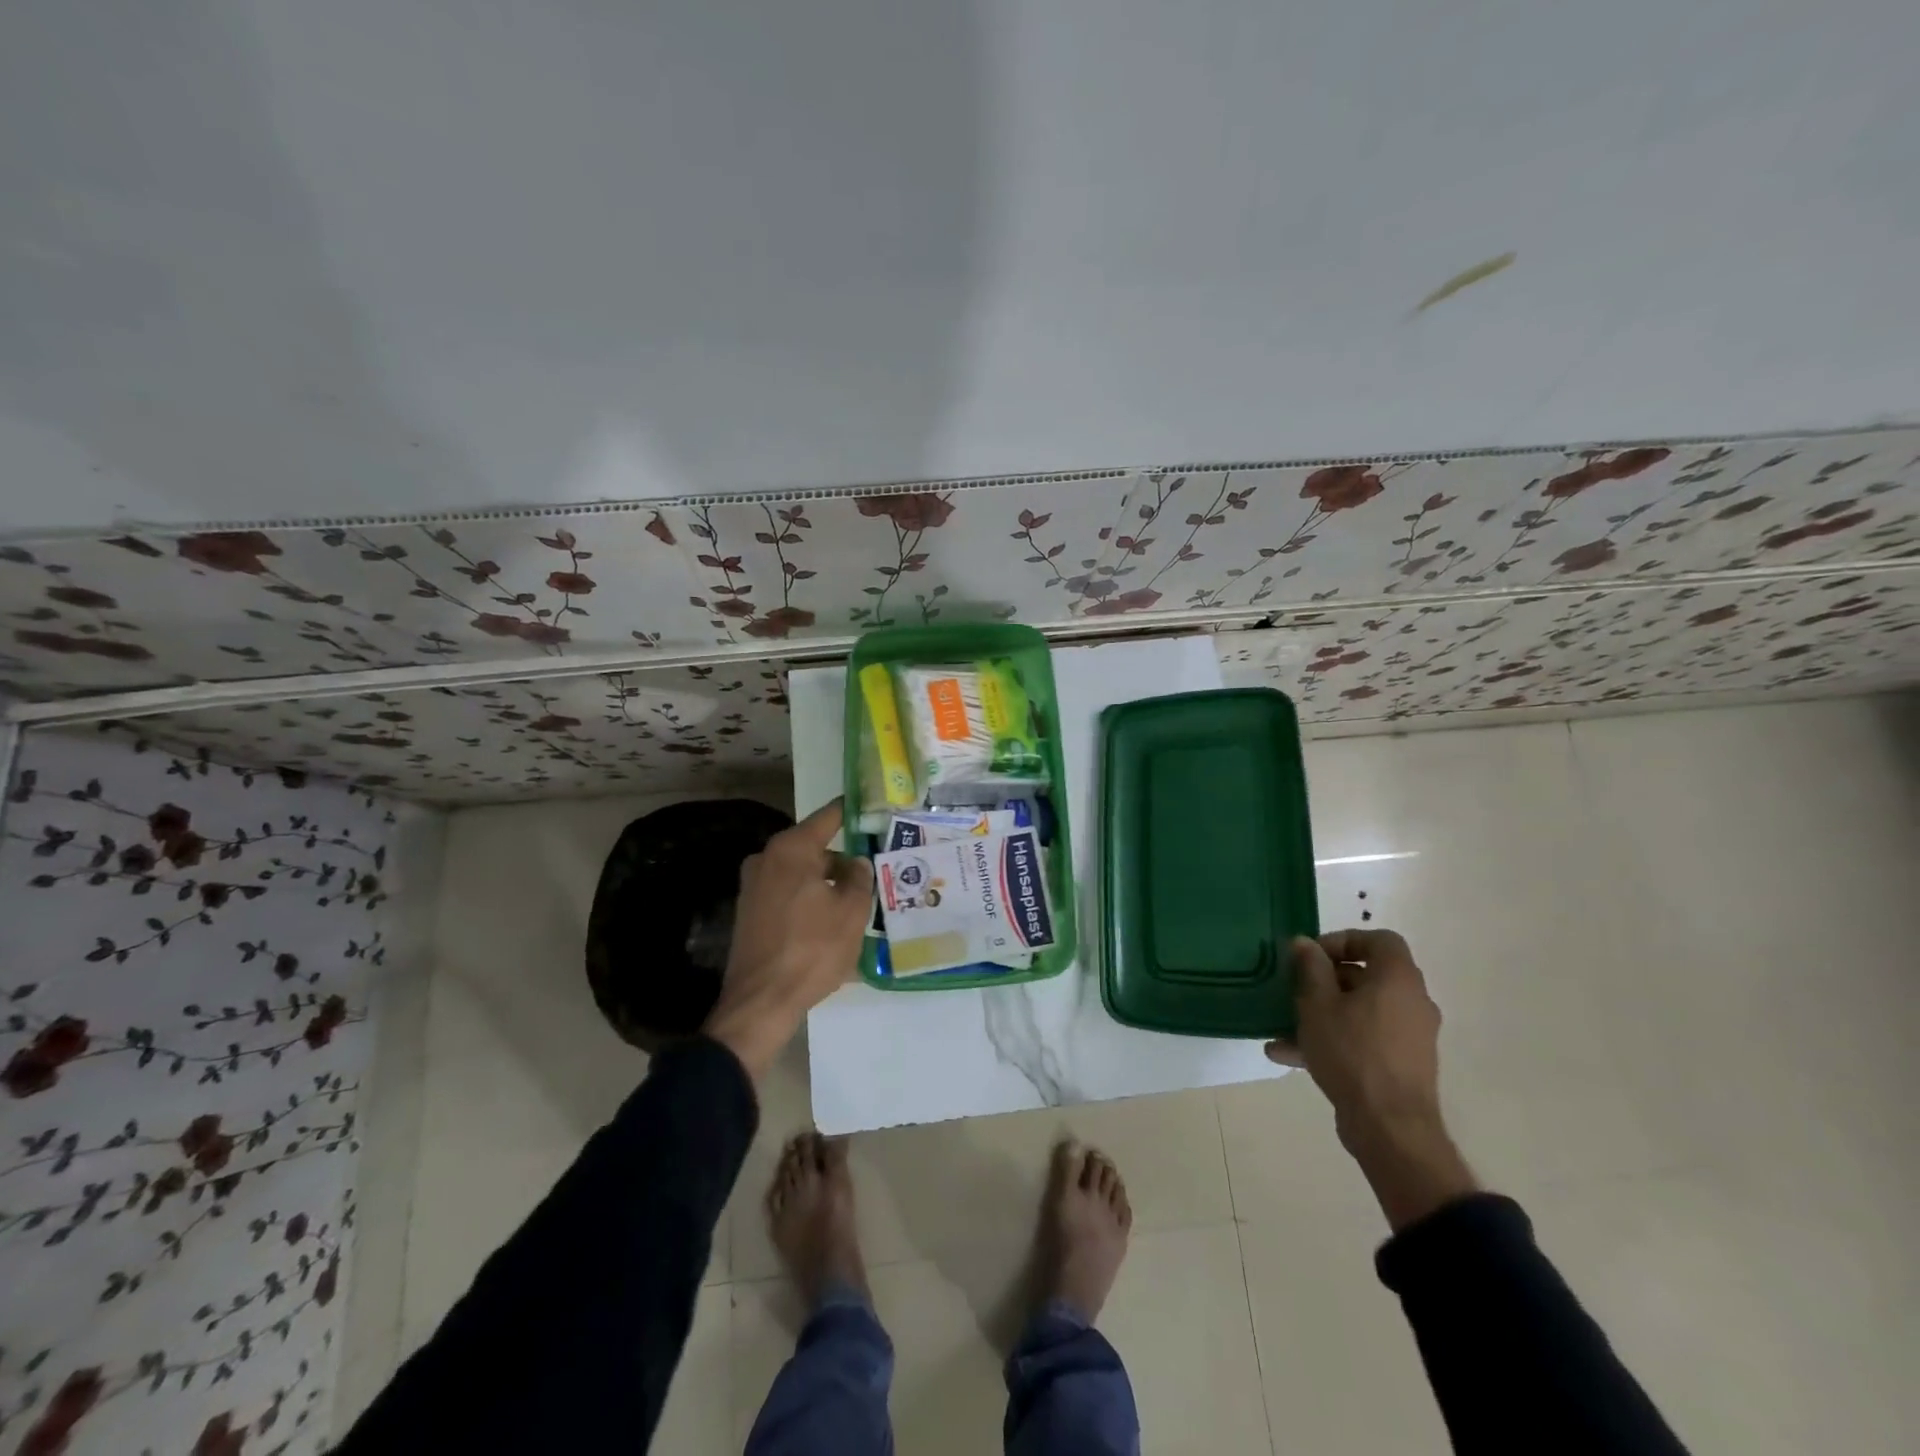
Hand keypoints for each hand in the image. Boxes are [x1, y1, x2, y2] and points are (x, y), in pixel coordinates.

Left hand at [703, 800, 872, 1079]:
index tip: (873, 810)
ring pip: (802, 874)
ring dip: (826, 885)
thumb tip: (856, 862)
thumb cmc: (812, 949)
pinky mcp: (749, 912)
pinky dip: (809, 902)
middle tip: (872, 874)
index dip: (853, 812)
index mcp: (792, 849)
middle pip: (815, 848)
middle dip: (842, 860)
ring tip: (856, 905)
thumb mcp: (851, 912)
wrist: (760, 1003)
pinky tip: (829, 925)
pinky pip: (788, 895)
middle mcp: (767, 858)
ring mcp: (753, 886)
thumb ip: (859, 877)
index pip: (829, 817)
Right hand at [1266, 929, 1476, 1229]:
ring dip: (1322, 1014)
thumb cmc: (1352, 1052)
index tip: (1312, 956)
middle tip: (1294, 989)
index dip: (1343, 940)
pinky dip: (1332, 1040)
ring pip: (1359, 1011)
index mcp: (1398, 979)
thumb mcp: (1317, 1003)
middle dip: (1324, 980)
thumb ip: (1311, 968)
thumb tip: (1305, 943)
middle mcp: (1411, 1002)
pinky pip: (1363, 1039)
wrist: (1389, 1128)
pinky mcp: (1401, 1065)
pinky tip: (1288, 1055)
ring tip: (1281, 1027)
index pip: (1379, 940)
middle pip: (1366, 976)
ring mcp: (1409, 1037)